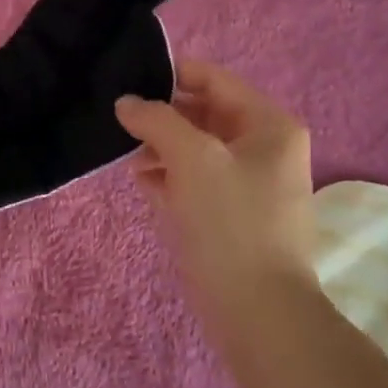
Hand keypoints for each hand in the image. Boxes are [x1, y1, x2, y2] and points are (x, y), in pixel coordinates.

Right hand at [115, 61, 319, 326]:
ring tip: (126, 155)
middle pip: (204, 113)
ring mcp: (250, 184)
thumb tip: (126, 102)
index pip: (214, 79)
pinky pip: (197, 181)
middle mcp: (265, 147)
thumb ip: (157, 120)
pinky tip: (141, 181)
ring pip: (197, 148)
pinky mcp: (233, 215)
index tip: (127, 81)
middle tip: (119, 120)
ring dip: (161, 147)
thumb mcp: (192, 158)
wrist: (258, 312)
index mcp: (269, 125)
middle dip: (162, 116)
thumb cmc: (230, 222)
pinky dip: (170, 176)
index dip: (171, 75)